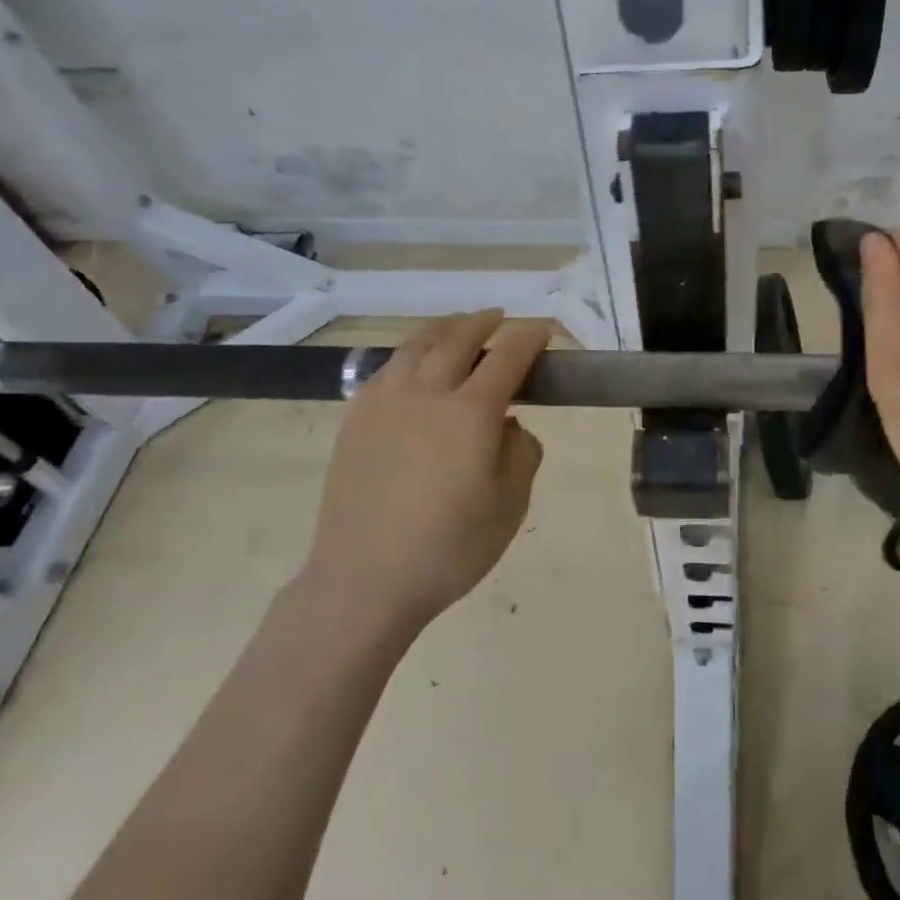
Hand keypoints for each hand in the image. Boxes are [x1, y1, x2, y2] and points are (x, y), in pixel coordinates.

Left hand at [300, 309, 549, 632]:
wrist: (364, 580)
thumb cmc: (448, 550)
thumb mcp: (510, 507)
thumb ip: (521, 453)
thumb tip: (509, 423)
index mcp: (470, 415)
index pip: (507, 358)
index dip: (529, 338)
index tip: (543, 330)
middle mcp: (427, 394)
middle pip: (458, 338)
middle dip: (484, 322)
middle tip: (500, 319)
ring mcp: (385, 402)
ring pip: (417, 346)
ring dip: (444, 328)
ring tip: (458, 326)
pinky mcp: (356, 417)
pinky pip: (388, 368)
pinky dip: (410, 354)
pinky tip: (415, 363)